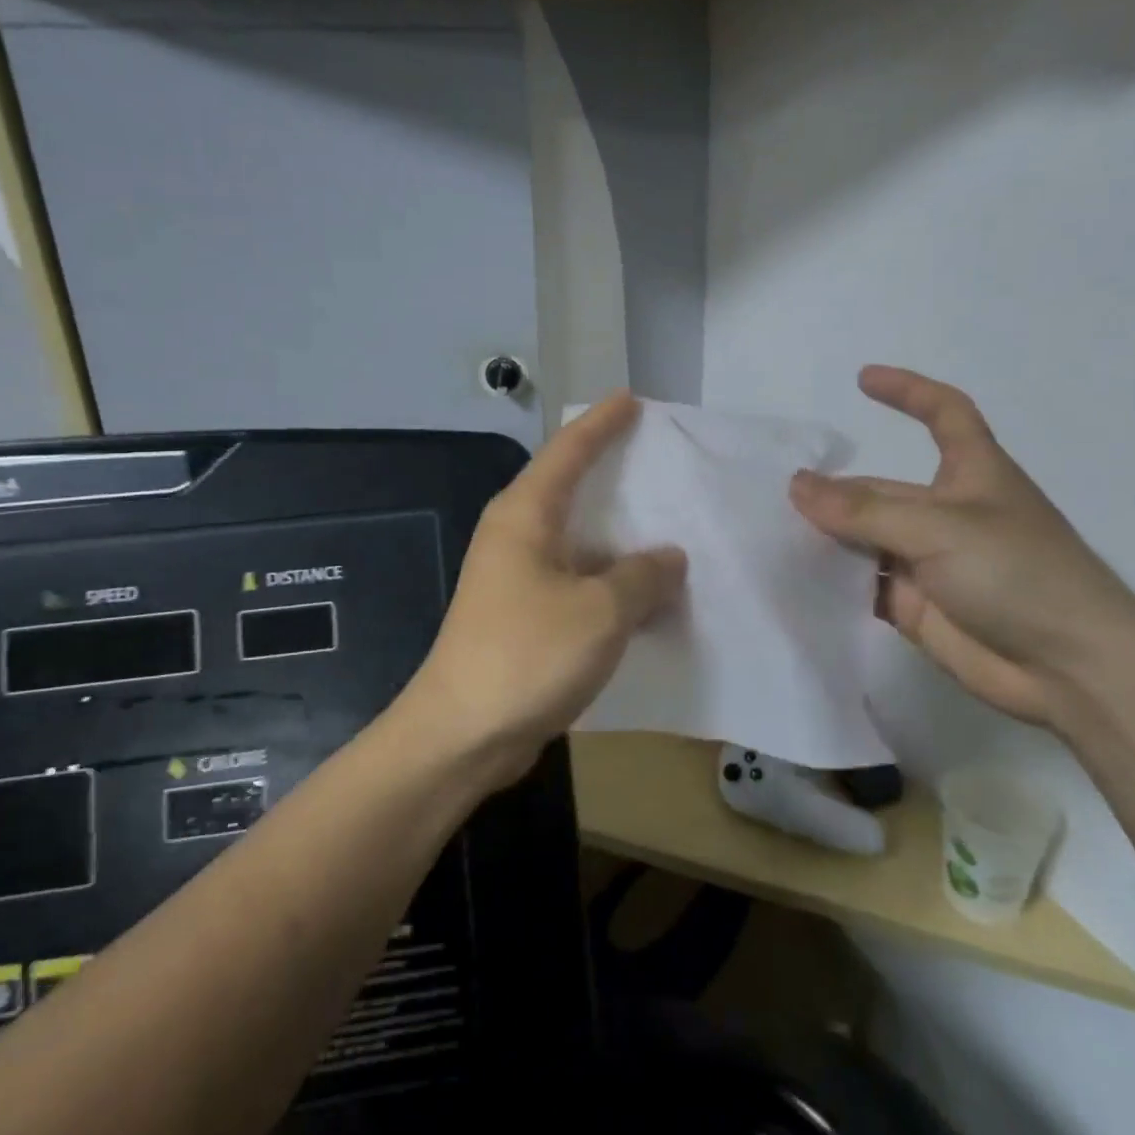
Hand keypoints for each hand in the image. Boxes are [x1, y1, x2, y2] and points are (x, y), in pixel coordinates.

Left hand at [406, 393, 686, 786]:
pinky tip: (647, 594)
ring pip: (579, 541)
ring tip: (672, 529)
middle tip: (662, 461)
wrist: (462, 735)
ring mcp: (517, 578)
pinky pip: (578, 582)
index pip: (567, 451)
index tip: (630, 400)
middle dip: (615, 474)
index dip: (601, 423)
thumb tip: (668, 558)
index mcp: (524, 515)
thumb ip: (643, 577)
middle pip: (571, 489)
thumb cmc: (527, 656)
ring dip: (620, 540)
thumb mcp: (600, 612)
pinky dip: (611, 582)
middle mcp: (516, 536)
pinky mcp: (524, 615)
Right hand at [789, 366, 1134, 730]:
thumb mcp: (939, 528)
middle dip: (836, 490)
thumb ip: (864, 510)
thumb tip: (797, 485)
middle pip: (880, 489)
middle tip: (776, 498)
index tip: (863, 379)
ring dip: (827, 537)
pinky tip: (794, 579)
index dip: (908, 391)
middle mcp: (947, 513)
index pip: (943, 414)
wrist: (1068, 670)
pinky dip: (833, 581)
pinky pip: (864, 584)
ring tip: (772, 534)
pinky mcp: (916, 606)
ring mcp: (929, 562)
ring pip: (866, 539)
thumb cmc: (1017, 574)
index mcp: (972, 474)